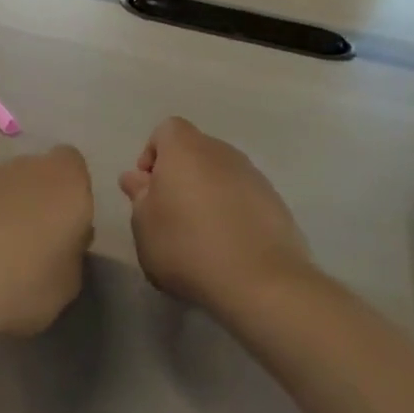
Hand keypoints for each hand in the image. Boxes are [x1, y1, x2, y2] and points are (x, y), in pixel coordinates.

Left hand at [0, 146, 93, 337]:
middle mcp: (26, 166)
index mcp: (66, 182)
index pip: (73, 166)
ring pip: (0, 186)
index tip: (64, 226)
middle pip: (34, 174)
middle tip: (28, 243)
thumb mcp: (67, 284)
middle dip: (33, 200)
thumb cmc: (24, 281)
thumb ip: (69, 254)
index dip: (69, 193)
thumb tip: (62, 246)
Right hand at [118, 118, 313, 313]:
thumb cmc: (187, 246)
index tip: (148, 188)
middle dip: (180, 175)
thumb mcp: (144, 225)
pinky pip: (244, 198)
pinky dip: (232, 212)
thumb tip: (137, 178)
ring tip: (200, 235)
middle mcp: (222, 153)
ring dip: (207, 194)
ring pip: (221, 175)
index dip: (153, 154)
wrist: (261, 282)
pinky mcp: (276, 204)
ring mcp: (254, 177)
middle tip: (169, 213)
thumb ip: (139, 196)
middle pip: (195, 151)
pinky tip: (227, 246)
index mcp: (185, 149)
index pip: (166, 130)